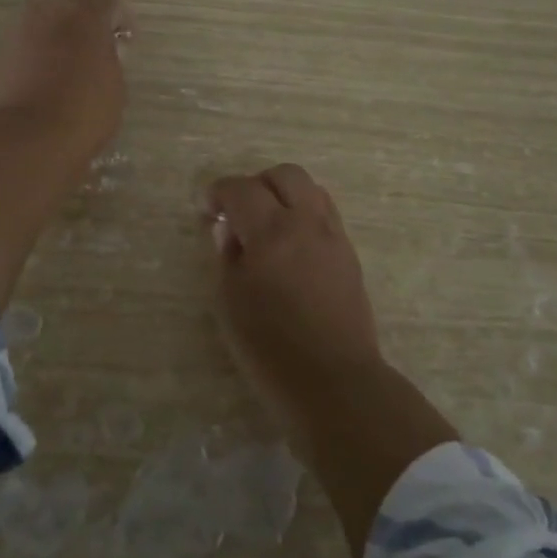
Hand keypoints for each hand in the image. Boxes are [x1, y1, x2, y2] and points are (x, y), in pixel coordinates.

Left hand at [0, 0, 130, 159]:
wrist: (29, 135)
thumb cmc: (85, 110)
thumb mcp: (114, 84)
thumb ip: (109, 56)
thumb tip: (101, 50)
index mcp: (87, 13)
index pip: (110, 2)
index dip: (122, 19)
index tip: (127, 41)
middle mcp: (52, 9)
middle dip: (85, 4)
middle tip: (96, 32)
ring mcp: (23, 26)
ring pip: (44, 7)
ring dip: (59, 21)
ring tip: (70, 50)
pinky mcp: (4, 48)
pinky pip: (27, 33)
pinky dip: (40, 42)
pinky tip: (48, 66)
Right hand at [205, 163, 459, 557]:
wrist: (335, 382)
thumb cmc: (270, 348)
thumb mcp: (229, 302)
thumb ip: (226, 255)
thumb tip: (228, 229)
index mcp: (271, 231)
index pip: (241, 189)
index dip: (218, 193)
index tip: (207, 209)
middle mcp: (307, 222)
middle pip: (284, 175)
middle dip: (256, 184)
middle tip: (239, 213)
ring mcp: (333, 236)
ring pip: (311, 189)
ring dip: (284, 195)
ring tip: (267, 226)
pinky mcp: (349, 254)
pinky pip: (326, 213)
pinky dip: (304, 214)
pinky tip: (290, 245)